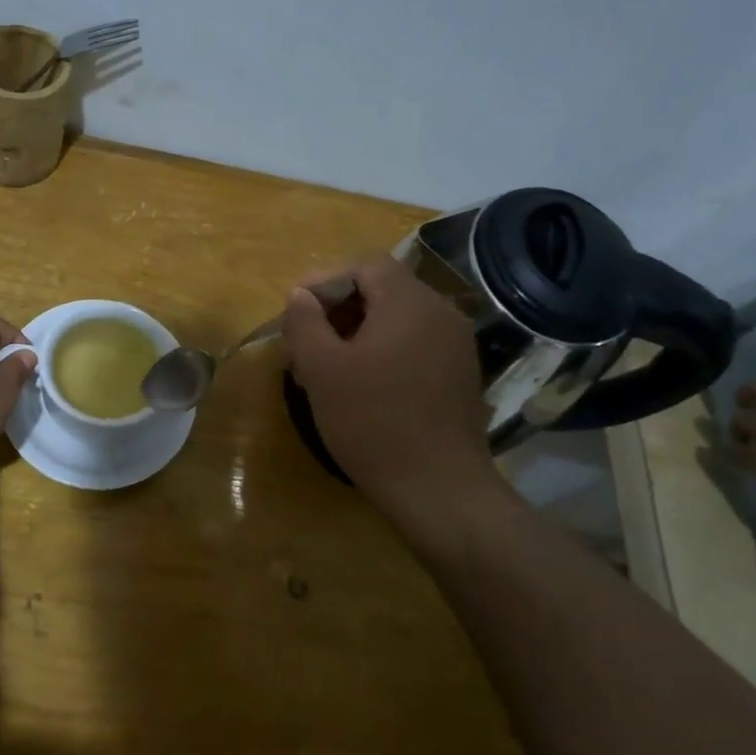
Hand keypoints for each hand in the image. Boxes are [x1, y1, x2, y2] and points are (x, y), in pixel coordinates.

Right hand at [282, 254, 505, 530]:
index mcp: (409, 303)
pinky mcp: (458, 374)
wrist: (440, 489)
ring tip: (324, 370)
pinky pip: (413, 344)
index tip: (296, 312)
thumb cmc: (374, 423)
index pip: (365, 265)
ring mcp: (455, 345)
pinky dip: (381, 351)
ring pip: (395, 319)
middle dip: (336, 311)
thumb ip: (305, 322)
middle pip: (381, 290)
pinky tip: (359, 386)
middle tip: (303, 346)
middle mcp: (440, 313)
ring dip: (354, 333)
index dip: (325, 279)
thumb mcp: (323, 370)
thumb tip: (301, 295)